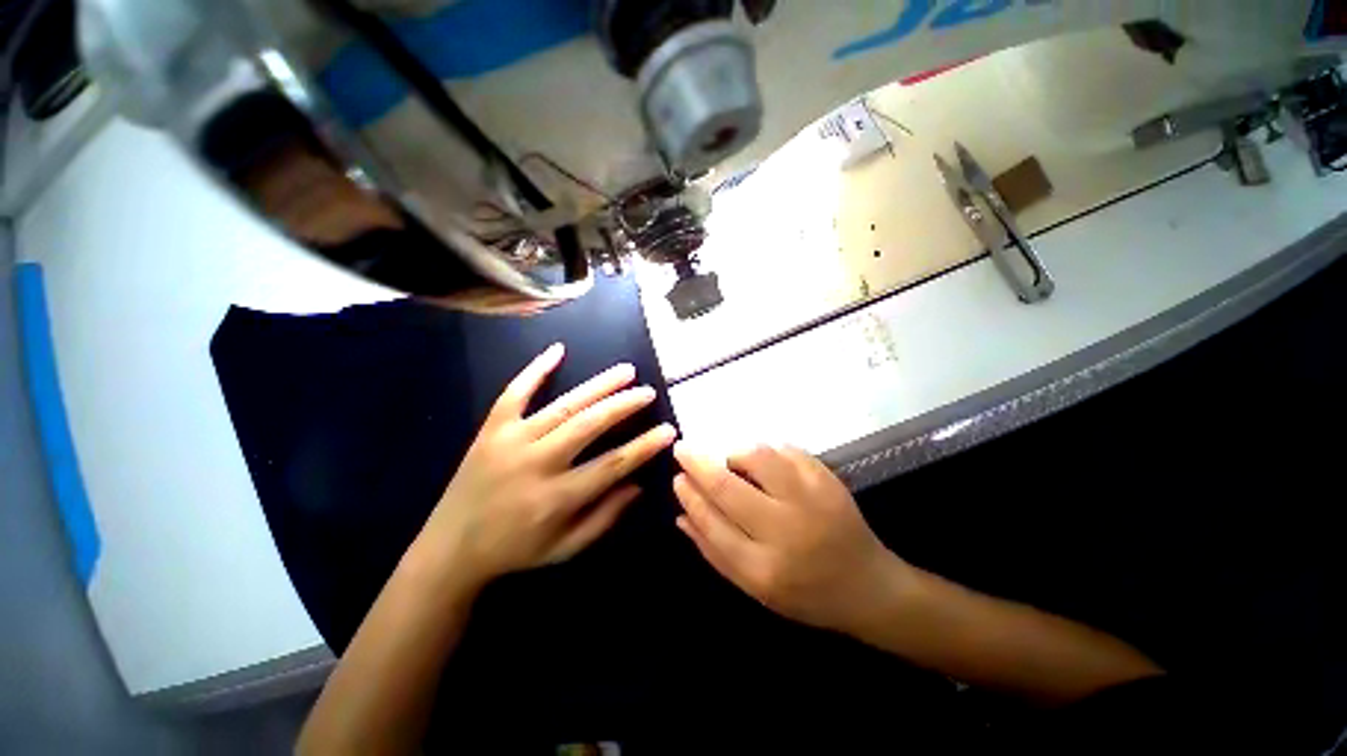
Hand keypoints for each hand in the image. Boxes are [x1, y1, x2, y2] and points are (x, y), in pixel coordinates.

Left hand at [422, 343, 676, 586]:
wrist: (451, 547)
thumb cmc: (515, 550)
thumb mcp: (566, 548)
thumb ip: (605, 517)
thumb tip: (638, 485)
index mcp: (557, 498)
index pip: (612, 464)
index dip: (644, 446)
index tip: (669, 430)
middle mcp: (537, 463)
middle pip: (589, 425)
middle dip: (624, 405)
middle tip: (648, 391)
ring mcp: (511, 441)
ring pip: (563, 405)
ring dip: (598, 386)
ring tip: (626, 371)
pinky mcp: (491, 429)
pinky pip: (515, 393)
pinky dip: (536, 369)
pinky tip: (558, 350)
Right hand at [673, 443, 909, 633]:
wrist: (868, 586)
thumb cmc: (805, 593)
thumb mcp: (754, 587)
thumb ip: (714, 551)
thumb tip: (681, 515)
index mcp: (764, 569)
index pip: (712, 522)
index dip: (690, 495)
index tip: (677, 477)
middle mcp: (786, 532)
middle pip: (728, 486)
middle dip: (698, 463)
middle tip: (683, 449)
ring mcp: (811, 501)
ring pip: (758, 458)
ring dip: (735, 454)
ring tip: (733, 462)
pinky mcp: (828, 480)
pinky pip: (786, 450)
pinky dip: (767, 450)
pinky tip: (764, 462)